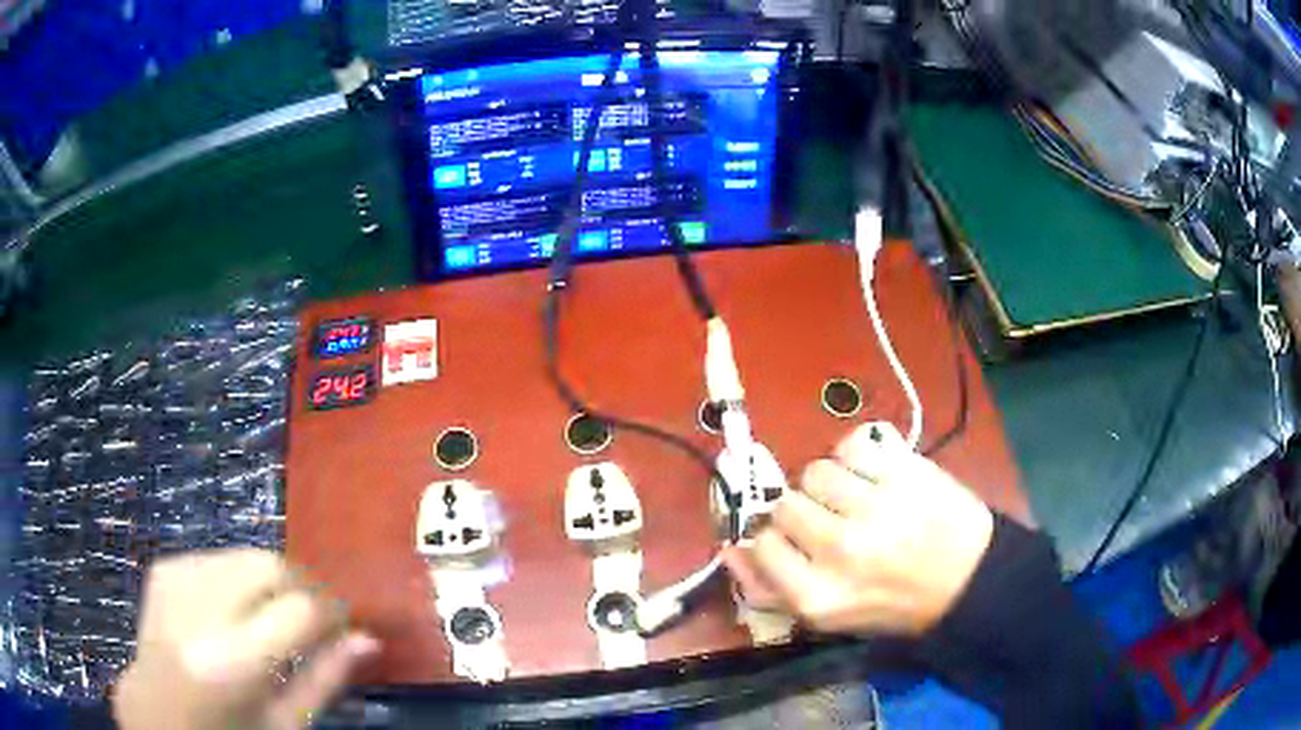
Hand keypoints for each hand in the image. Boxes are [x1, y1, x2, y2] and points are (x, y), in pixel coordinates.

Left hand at [113, 549, 378, 729]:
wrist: (157, 713)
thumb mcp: (283, 724)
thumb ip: (325, 680)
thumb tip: (369, 640)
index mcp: (234, 664)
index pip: (301, 611)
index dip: (332, 612)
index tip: (343, 625)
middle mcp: (200, 612)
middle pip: (270, 565)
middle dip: (302, 586)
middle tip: (312, 617)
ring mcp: (175, 582)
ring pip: (244, 554)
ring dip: (270, 581)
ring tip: (271, 617)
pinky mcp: (162, 569)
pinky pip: (215, 557)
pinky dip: (235, 578)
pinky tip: (232, 610)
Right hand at [723, 423, 993, 635]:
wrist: (969, 580)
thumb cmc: (896, 604)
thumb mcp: (830, 617)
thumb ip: (773, 589)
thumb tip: (731, 549)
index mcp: (818, 595)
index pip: (762, 544)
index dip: (776, 539)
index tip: (797, 542)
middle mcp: (840, 550)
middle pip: (785, 503)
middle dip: (804, 510)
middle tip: (833, 520)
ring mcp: (875, 506)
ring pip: (817, 471)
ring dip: (832, 483)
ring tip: (859, 498)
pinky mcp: (904, 472)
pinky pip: (853, 444)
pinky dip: (858, 455)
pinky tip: (875, 474)